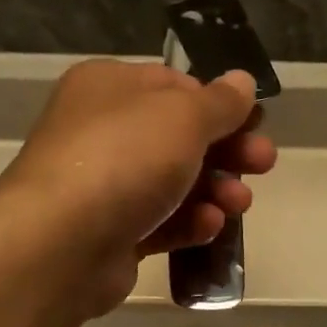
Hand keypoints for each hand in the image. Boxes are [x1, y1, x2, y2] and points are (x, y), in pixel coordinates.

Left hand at [0, 59, 276, 310]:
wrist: (62, 243)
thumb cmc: (124, 159)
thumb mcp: (183, 116)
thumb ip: (219, 101)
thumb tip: (242, 82)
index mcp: (110, 88)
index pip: (174, 86)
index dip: (219, 104)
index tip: (256, 123)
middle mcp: (103, 132)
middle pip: (179, 138)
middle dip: (227, 151)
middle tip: (264, 164)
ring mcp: (105, 187)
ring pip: (173, 184)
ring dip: (214, 191)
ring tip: (240, 204)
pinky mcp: (111, 235)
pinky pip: (159, 224)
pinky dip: (188, 224)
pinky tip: (210, 227)